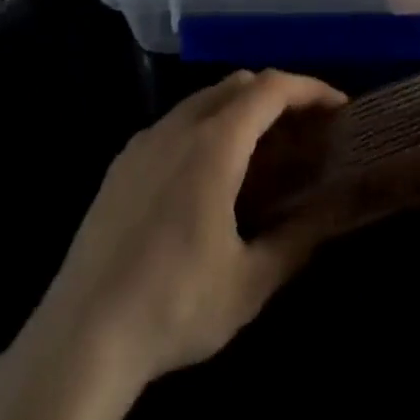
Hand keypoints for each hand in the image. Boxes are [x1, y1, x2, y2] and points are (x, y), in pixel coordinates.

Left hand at [25, 69, 348, 393]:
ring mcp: (144, 141)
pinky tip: (209, 176)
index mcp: (214, 144)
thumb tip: (330, 216)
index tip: (338, 106)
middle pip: (237, 84)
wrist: (81, 336)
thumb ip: (296, 241)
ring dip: (240, 110)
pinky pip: (175, 124)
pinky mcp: (121, 164)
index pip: (271, 88)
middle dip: (277, 95)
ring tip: (262, 151)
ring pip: (203, 100)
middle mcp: (178, 127)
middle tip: (304, 131)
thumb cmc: (174, 306)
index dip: (309, 88)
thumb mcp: (249, 283)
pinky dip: (207, 127)